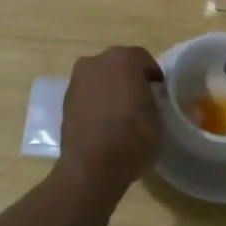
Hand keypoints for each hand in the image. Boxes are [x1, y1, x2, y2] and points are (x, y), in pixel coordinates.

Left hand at [58, 46, 164, 190]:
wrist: (92, 166)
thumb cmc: (133, 138)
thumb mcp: (159, 118)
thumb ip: (154, 99)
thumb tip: (148, 97)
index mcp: (123, 59)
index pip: (144, 59)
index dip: (154, 76)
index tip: (160, 92)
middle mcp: (96, 62)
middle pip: (118, 64)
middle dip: (129, 78)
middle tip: (141, 99)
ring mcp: (77, 81)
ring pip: (100, 78)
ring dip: (110, 89)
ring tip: (121, 113)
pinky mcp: (65, 101)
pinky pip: (88, 94)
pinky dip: (96, 102)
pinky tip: (105, 122)